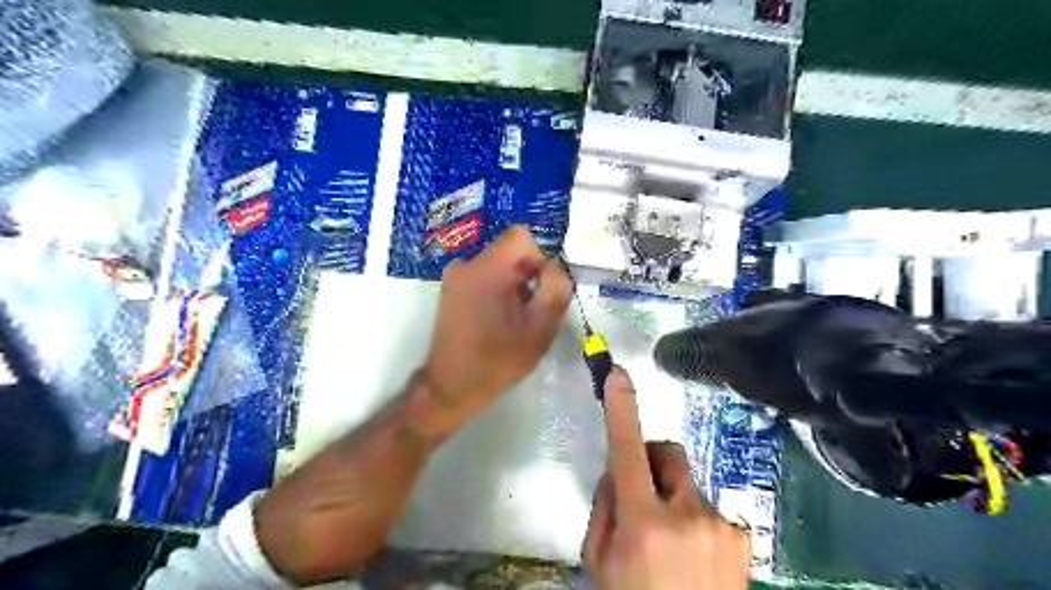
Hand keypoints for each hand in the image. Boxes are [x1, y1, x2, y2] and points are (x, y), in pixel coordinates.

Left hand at [421, 227, 573, 432]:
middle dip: (527, 276)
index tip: (539, 290)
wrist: (451, 386)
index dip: (539, 259)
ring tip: (512, 321)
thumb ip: (555, 289)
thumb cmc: (498, 359)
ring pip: (499, 265)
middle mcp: (466, 264)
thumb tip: (554, 266)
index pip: (522, 236)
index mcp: (487, 269)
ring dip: (513, 286)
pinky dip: (497, 291)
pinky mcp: (451, 289)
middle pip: (510, 252)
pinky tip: (496, 321)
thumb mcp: (540, 327)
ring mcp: (454, 276)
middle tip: (529, 312)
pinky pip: (484, 276)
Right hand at [583, 368, 745, 589]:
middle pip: (668, 453)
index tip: (619, 376)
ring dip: (673, 498)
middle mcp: (687, 516)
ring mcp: (720, 525)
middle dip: (652, 461)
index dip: (622, 410)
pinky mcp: (741, 536)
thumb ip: (605, 508)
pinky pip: (708, 508)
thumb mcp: (601, 562)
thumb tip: (618, 472)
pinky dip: (695, 521)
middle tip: (642, 492)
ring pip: (687, 484)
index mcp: (644, 525)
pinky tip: (694, 557)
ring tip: (671, 542)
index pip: (627, 453)